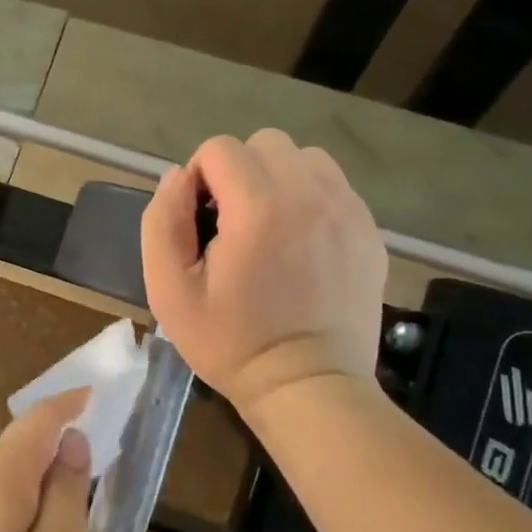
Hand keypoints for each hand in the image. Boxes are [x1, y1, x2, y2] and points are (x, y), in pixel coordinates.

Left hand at [0, 392, 92, 531]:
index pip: (40, 419)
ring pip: (8, 487)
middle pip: (22, 451)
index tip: (99, 396)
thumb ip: (67, 495)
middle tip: (103, 471)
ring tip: (78, 524)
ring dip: (43, 494)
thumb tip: (69, 443)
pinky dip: (23, 521)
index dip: (71, 404)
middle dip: (60, 454)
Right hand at [142, 131, 387, 417]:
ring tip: (270, 225)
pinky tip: (301, 242)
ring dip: (279, 178)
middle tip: (233, 222)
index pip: (219, 148)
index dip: (199, 178)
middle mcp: (309, 195)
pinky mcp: (369, 231)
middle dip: (239, 171)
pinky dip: (311, 198)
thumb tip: (176, 176)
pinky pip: (335, 186)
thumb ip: (162, 222)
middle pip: (265, 143)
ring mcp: (348, 211)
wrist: (309, 388)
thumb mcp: (169, 291)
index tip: (201, 222)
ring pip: (305, 158)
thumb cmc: (231, 343)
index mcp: (258, 207)